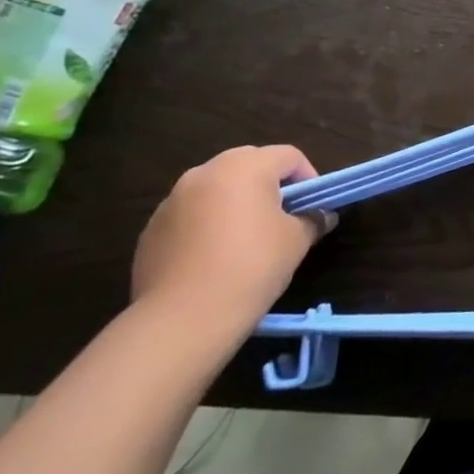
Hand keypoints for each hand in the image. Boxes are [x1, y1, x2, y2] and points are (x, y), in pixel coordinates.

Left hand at [132, 146, 334, 341]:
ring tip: (248, 236)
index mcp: (245, 167)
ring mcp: (172, 200)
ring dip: (236, 200)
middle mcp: (205, 173)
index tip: (313, 205)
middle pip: (249, 163)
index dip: (309, 176)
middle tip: (284, 215)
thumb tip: (321, 216)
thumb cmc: (252, 266)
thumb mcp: (297, 240)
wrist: (183, 317)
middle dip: (270, 183)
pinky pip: (191, 213)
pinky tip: (215, 255)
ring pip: (216, 187)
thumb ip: (312, 219)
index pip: (288, 156)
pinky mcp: (152, 228)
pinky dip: (208, 222)